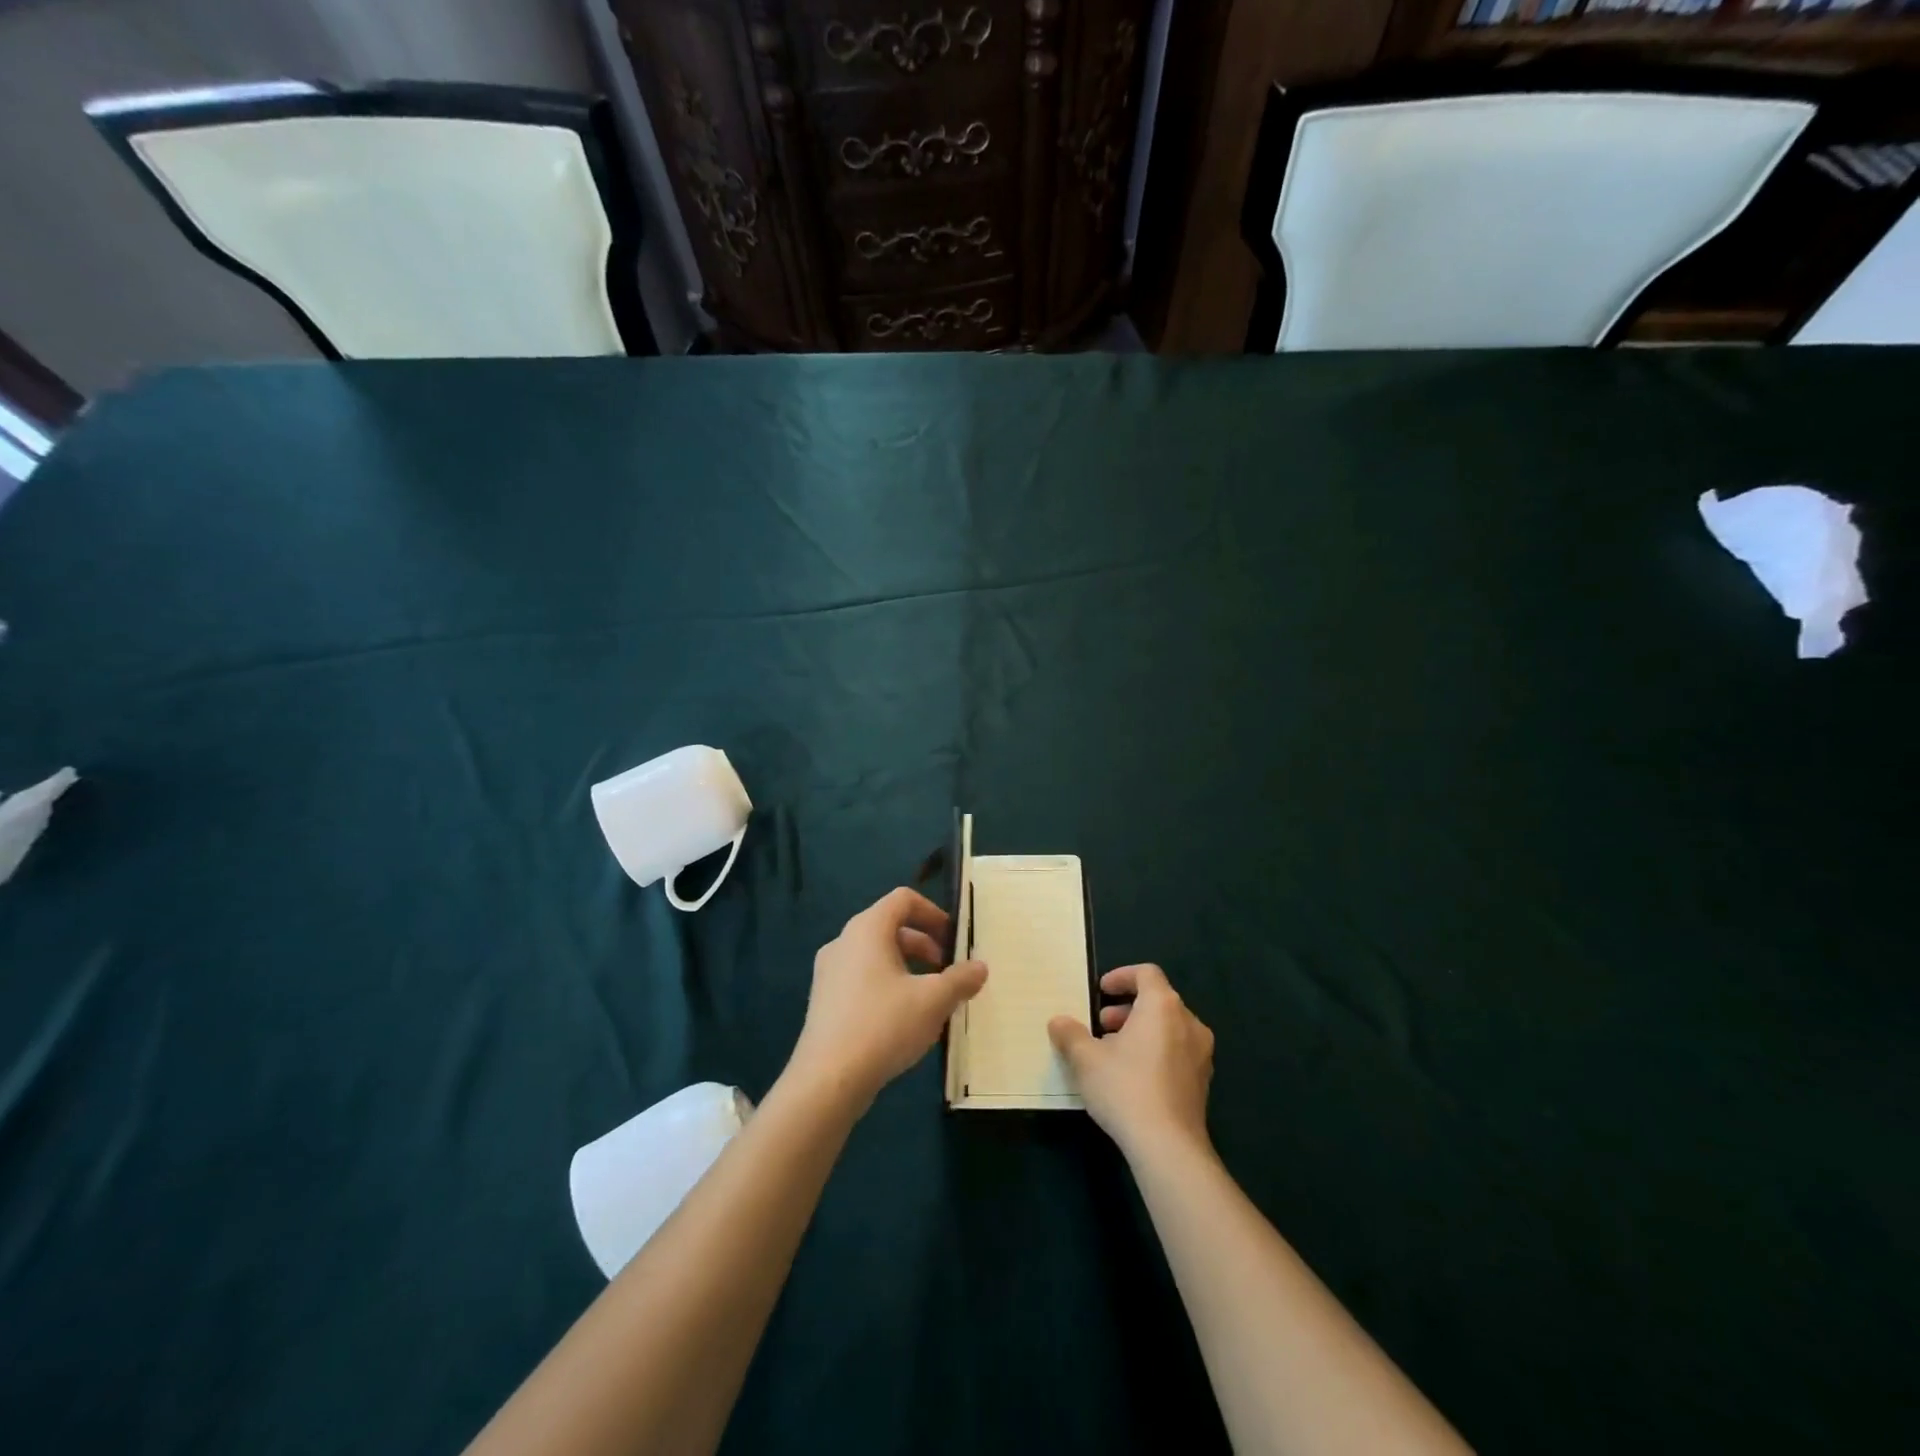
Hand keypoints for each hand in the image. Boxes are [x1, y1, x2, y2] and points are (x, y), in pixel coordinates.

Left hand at [786, 887, 987, 1111]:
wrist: (827, 1079)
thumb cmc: (883, 1025)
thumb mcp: (933, 1001)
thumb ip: (960, 979)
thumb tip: (980, 967)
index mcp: (867, 929)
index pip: (903, 899)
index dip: (933, 912)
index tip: (953, 939)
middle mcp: (843, 942)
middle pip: (889, 927)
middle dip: (924, 944)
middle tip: (946, 971)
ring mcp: (829, 972)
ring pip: (875, 955)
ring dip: (907, 968)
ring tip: (929, 999)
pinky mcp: (824, 1000)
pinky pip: (861, 978)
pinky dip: (886, 985)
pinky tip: (902, 1020)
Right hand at [1049, 964, 1214, 1162]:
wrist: (1168, 1147)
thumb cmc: (1125, 1088)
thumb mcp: (1085, 1059)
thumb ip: (1070, 1034)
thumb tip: (1058, 1022)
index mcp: (1163, 1006)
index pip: (1146, 974)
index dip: (1122, 977)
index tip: (1100, 991)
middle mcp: (1189, 1022)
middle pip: (1158, 1000)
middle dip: (1127, 1008)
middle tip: (1101, 1025)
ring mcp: (1201, 1054)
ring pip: (1169, 1028)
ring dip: (1140, 1031)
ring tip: (1113, 1053)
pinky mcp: (1203, 1082)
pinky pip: (1177, 1052)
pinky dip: (1155, 1051)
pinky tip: (1133, 1077)